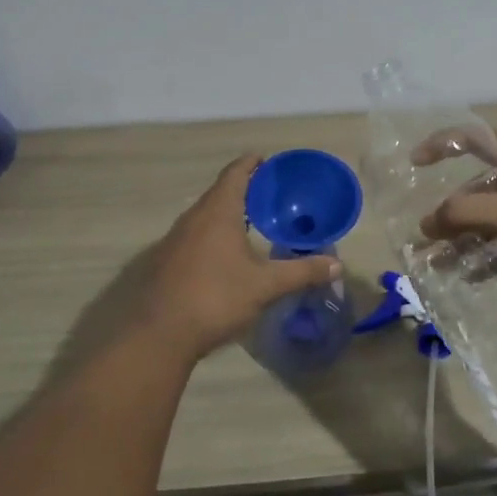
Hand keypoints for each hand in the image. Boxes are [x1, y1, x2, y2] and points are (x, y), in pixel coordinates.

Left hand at [142, 154, 341, 359]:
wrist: (160, 334)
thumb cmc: (216, 298)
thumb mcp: (265, 286)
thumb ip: (301, 272)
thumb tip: (336, 264)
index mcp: (218, 212)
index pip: (235, 174)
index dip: (251, 164)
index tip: (266, 160)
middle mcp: (194, 218)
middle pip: (220, 191)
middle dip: (243, 188)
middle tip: (269, 193)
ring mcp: (176, 239)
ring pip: (206, 214)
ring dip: (227, 212)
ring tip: (252, 221)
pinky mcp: (167, 260)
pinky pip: (195, 234)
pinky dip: (214, 232)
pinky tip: (227, 253)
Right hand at [417, 131, 496, 295]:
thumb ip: (468, 214)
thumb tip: (426, 224)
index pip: (472, 136)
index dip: (440, 144)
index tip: (414, 164)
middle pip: (475, 184)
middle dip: (448, 209)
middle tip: (424, 232)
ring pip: (488, 215)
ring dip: (462, 236)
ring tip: (437, 261)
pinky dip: (484, 252)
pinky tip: (468, 274)